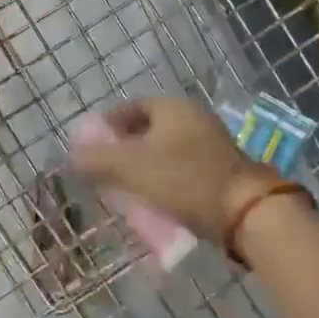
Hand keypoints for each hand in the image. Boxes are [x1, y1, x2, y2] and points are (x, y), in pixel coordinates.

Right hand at [69, 97, 286, 245]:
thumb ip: (99, 161)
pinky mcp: (219, 166)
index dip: (109, 124)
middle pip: (148, 127)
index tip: (92, 146)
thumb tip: (73, 156)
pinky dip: (164, 177)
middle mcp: (191, 116)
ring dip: (145, 164)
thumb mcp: (133, 169)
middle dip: (125, 147)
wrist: (245, 210)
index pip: (131, 106)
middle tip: (106, 170)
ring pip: (165, 148)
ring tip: (127, 188)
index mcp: (171, 107)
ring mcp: (209, 141)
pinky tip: (155, 198)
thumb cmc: (185, 179)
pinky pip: (182, 165)